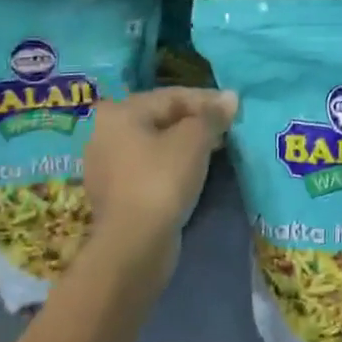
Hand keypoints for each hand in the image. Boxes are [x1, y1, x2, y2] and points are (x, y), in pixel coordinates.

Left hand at [85, 88, 236, 266]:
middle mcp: (106, 133)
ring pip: (155, 144)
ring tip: (215, 149)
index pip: (172, 96)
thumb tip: (231, 97)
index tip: (235, 109)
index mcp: (120, 112)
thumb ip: (212, 115)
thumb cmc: (162, 179)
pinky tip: (192, 172)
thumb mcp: (194, 140)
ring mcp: (106, 166)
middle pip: (161, 118)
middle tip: (226, 128)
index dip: (207, 100)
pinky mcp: (115, 194)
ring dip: (184, 144)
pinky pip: (149, 168)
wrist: (133, 245)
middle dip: (195, 121)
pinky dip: (171, 165)